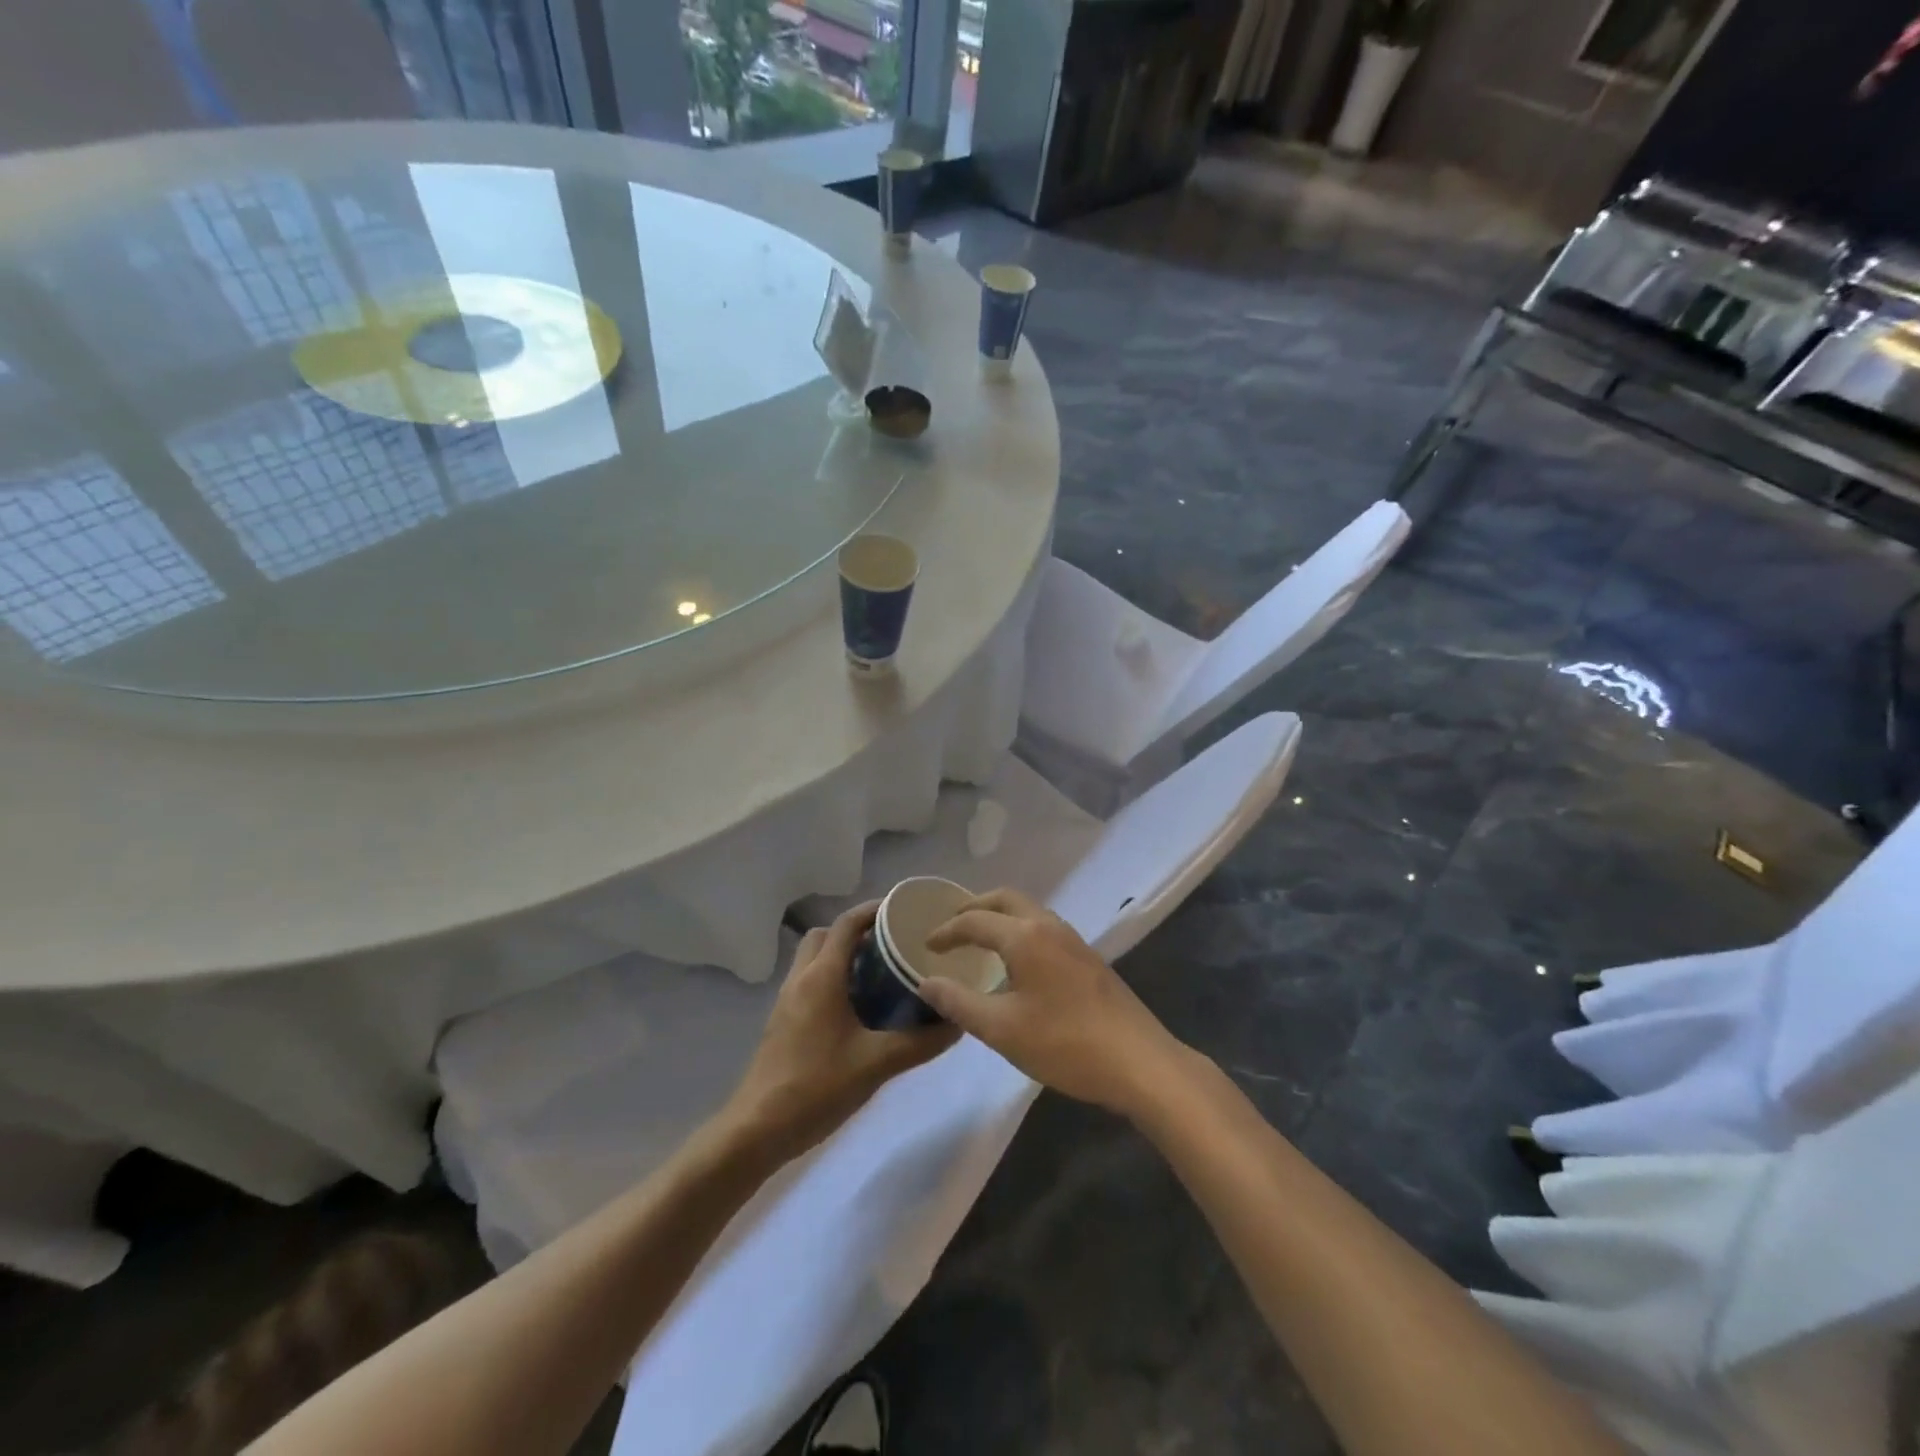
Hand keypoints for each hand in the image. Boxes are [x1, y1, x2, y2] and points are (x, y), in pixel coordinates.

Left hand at [723, 903, 957, 1163]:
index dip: (874, 910)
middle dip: (857, 931)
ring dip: (842, 956)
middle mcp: (801, 979)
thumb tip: (958, 1022)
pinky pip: (809, 982)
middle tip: (892, 944)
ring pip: (814, 959)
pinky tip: (858, 1008)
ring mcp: (787, 1001)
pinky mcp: (782, 1022)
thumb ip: (920, 1042)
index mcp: (822, 977)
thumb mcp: (877, 1064)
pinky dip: (832, 979)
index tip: (904, 910)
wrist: (757, 1130)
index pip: (847, 924)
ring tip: (880, 973)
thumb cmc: (817, 1087)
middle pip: (827, 935)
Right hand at [918, 888, 1192, 1118]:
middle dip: (975, 907)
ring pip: (1029, 911)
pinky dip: (1020, 929)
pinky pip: (1044, 927)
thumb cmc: (1065, 1044)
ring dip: (1000, 916)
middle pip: (1006, 899)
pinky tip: (1017, 961)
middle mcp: (1049, 926)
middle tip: (951, 925)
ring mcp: (1074, 940)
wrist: (1140, 1062)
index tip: (927, 947)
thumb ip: (959, 1003)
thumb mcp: (1002, 1029)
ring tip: (980, 939)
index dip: (947, 931)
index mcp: (1025, 936)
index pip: (975, 920)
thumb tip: (926, 983)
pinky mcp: (1089, 958)